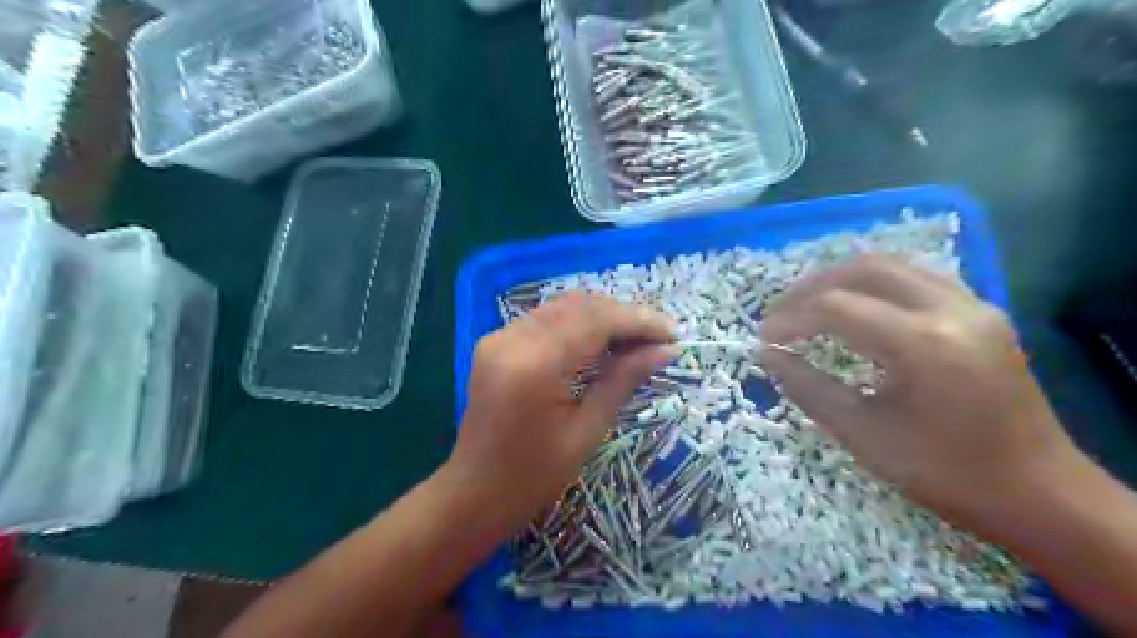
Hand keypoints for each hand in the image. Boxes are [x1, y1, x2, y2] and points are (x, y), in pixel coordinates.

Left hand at [443, 292, 672, 532]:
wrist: (474, 492)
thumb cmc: (534, 476)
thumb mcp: (587, 431)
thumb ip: (623, 380)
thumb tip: (665, 350)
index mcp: (535, 365)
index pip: (596, 321)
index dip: (638, 321)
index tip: (673, 333)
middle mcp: (512, 339)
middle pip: (579, 305)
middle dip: (623, 315)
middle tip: (658, 338)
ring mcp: (499, 337)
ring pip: (562, 306)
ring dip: (602, 316)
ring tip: (636, 339)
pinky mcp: (496, 342)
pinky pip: (545, 319)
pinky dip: (578, 323)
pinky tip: (601, 342)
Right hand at [758, 257, 1076, 529]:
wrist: (1039, 493)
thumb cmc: (944, 473)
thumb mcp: (863, 434)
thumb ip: (808, 387)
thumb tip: (768, 356)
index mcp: (922, 344)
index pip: (835, 308)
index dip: (790, 318)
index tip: (763, 339)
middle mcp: (951, 309)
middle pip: (863, 269)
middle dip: (811, 287)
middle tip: (781, 313)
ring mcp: (972, 305)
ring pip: (891, 266)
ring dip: (841, 279)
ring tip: (808, 305)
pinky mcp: (981, 311)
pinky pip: (914, 278)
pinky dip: (873, 284)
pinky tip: (853, 307)